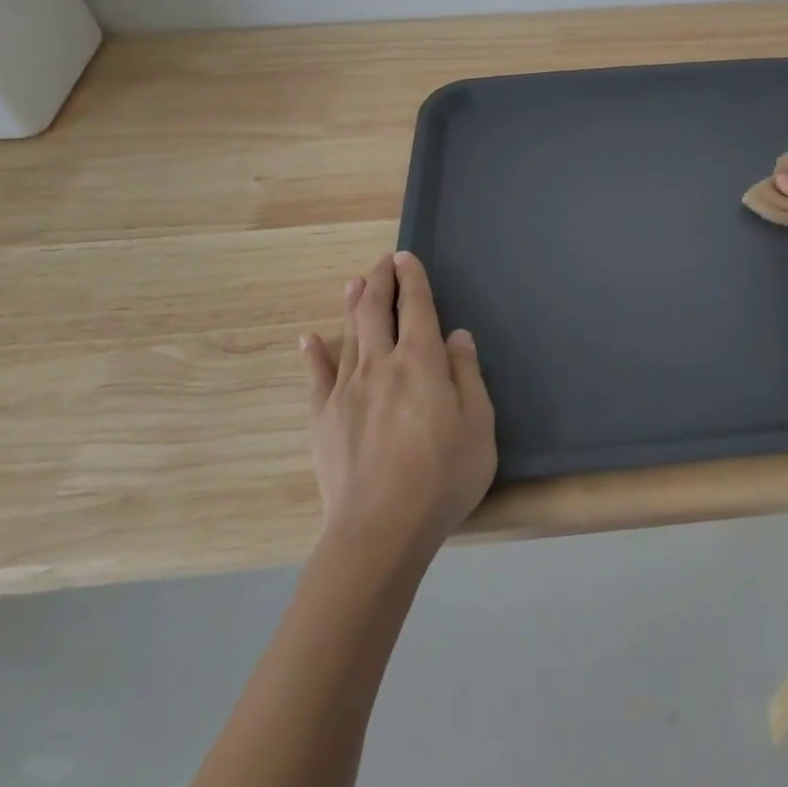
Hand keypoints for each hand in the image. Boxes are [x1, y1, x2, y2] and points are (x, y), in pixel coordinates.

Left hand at [301, 250, 496, 561]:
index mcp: (422, 362)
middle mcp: (381, 365)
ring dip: (352, 305)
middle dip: (380, 280)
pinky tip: (308, 339)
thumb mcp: (479, 424)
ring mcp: (347, 391)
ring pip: (348, 336)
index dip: (412, 279)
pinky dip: (313, 355)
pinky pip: (316, 378)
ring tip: (353, 283)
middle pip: (377, 311)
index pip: (417, 308)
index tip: (406, 257)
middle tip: (382, 261)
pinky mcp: (323, 419)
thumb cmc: (443, 475)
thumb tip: (457, 335)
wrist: (381, 529)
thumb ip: (467, 374)